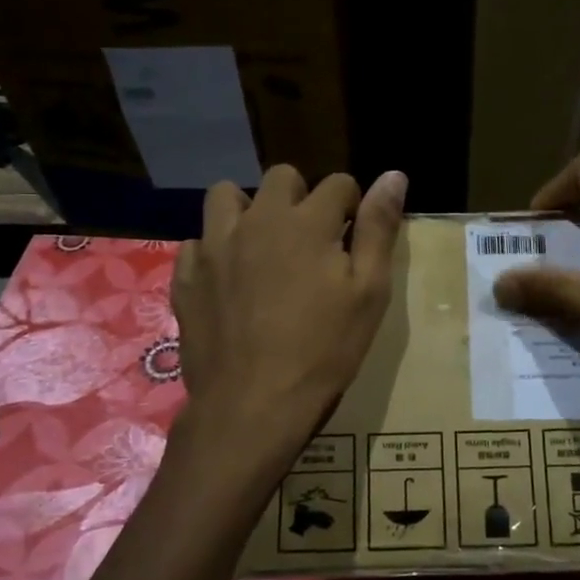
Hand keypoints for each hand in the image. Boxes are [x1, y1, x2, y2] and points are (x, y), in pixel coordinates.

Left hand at [173, 165, 406, 464]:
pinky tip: (228, 280)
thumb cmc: (323, 350)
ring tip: (262, 246)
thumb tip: (393, 175)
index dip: (351, 206)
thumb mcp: (369, 292)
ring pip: (227, 196)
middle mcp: (257, 219)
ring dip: (249, 210)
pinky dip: (215, 250)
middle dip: (301, 198)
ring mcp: (214, 246)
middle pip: (281, 178)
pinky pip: (197, 241)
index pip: (338, 184)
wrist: (253, 404)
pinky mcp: (186, 275)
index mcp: (306, 222)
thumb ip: (378, 229)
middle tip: (310, 242)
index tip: (351, 238)